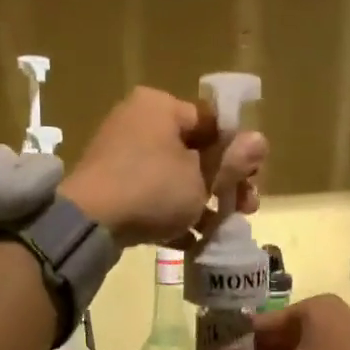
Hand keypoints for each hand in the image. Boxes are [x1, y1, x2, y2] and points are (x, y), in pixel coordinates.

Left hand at [60, 87, 266, 248]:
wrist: (89, 223)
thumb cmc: (153, 189)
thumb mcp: (202, 178)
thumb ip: (232, 161)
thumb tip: (260, 141)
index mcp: (160, 107)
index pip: (211, 122)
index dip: (237, 151)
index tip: (253, 179)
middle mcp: (137, 122)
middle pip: (194, 152)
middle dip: (223, 184)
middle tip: (246, 209)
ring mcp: (120, 156)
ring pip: (174, 178)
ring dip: (202, 204)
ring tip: (221, 230)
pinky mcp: (110, 187)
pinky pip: (151, 197)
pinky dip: (171, 216)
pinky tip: (192, 242)